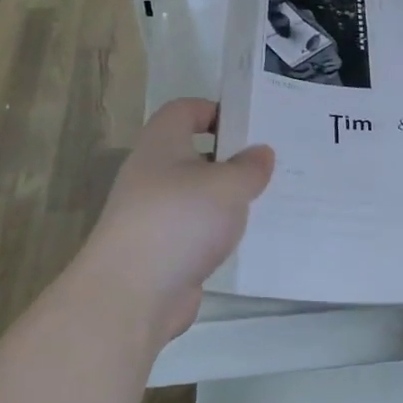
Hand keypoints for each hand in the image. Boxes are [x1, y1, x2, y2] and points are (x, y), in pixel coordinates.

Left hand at [82, 99, 273, 343]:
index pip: (184, 110)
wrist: (133, 292)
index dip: (215, 111)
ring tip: (266, 200)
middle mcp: (151, 173)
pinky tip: (245, 239)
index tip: (249, 125)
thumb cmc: (180, 219)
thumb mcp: (228, 185)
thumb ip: (250, 166)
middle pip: (192, 153)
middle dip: (229, 158)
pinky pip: (195, 230)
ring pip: (196, 195)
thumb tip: (261, 152)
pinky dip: (217, 232)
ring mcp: (153, 214)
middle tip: (269, 164)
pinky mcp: (160, 250)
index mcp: (161, 143)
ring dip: (225, 199)